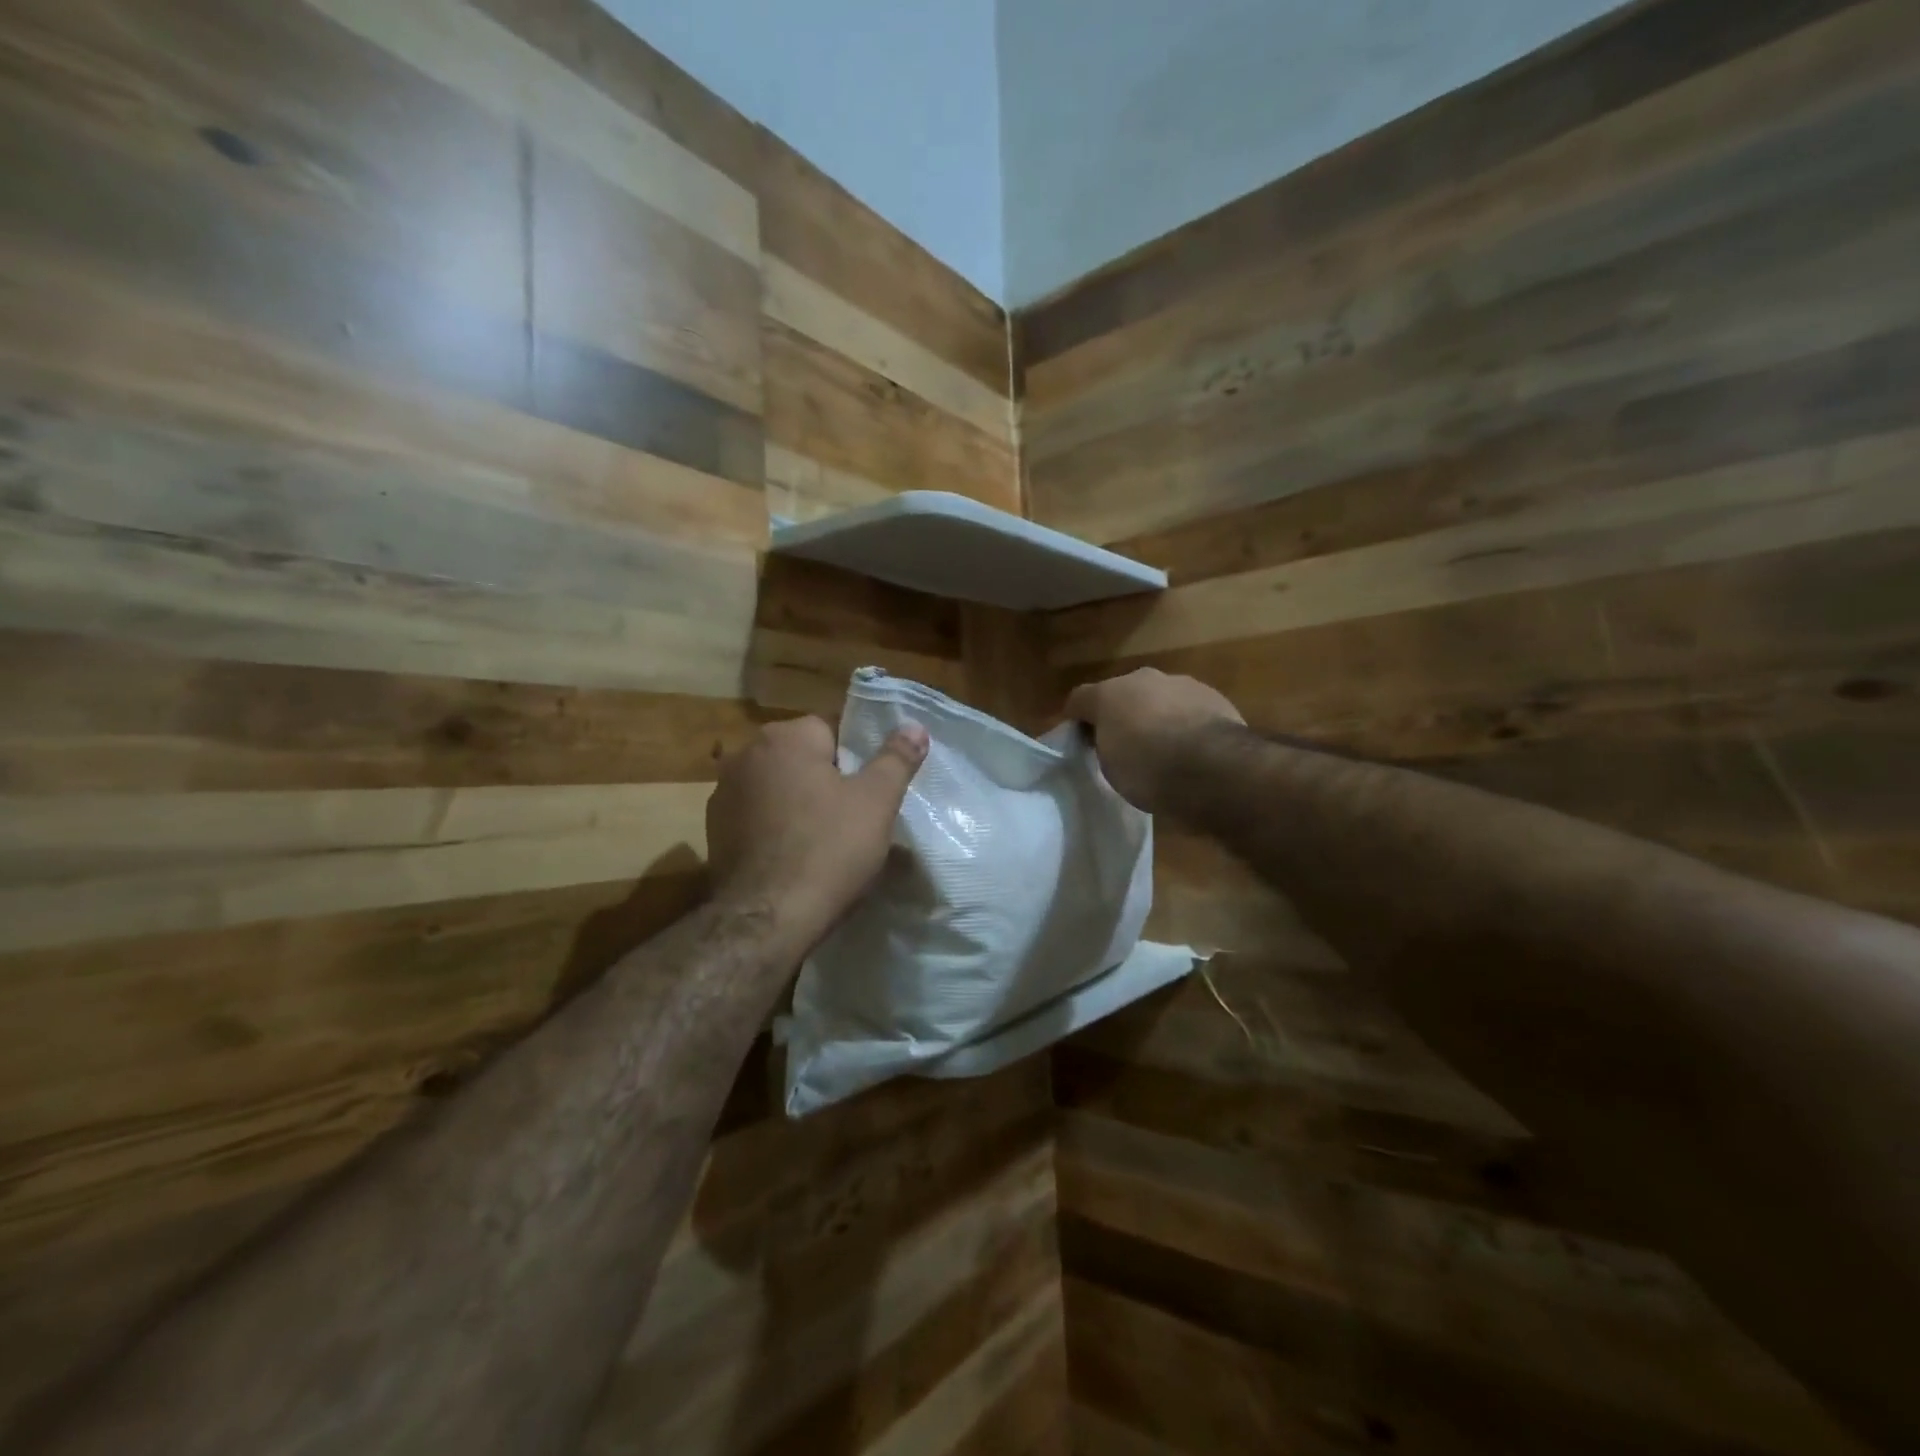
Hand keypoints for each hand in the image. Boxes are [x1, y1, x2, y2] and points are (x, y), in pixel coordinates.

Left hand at [707, 715, 928, 955]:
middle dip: (826, 779)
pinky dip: (775, 826)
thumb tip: (915, 726)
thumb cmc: (829, 850)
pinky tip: (793, 855)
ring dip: (798, 801)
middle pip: (802, 756)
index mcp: (785, 737)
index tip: (869, 791)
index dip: (856, 759)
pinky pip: (757, 815)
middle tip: (853, 817)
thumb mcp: (877, 802)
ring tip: (824, 839)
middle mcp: (747, 754)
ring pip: (778, 786)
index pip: (831, 729)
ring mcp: (723, 792)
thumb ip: (896, 758)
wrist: (768, 919)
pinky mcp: (713, 829)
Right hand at [1064, 668, 1242, 812]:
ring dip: (1156, 715)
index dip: (1077, 721)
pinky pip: (1189, 708)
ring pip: (1159, 697)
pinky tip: (1192, 748)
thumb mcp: (1110, 768)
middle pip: (1122, 693)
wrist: (1214, 768)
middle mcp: (1142, 679)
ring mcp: (1181, 683)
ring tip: (1164, 748)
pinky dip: (1185, 722)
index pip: (1079, 700)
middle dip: (1121, 714)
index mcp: (1108, 694)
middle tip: (1124, 745)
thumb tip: (1111, 741)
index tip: (1081, 743)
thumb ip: (1106, 746)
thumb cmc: (1148, 770)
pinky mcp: (1214, 696)